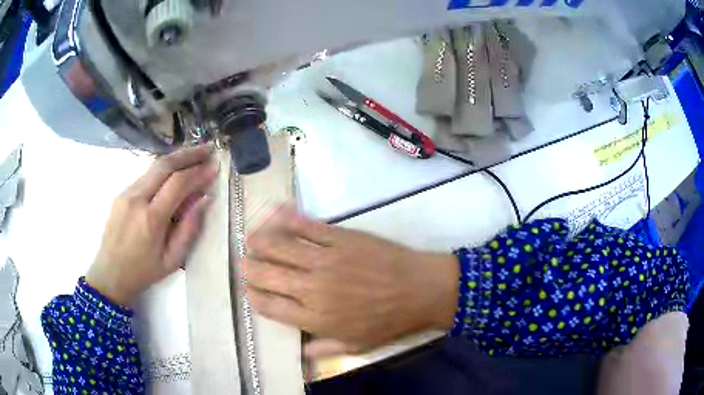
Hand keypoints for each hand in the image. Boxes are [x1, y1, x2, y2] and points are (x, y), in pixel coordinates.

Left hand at [86, 145, 217, 306]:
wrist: (110, 274)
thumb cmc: (144, 272)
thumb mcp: (173, 260)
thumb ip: (189, 228)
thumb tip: (205, 199)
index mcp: (151, 219)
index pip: (178, 183)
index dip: (198, 172)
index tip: (214, 166)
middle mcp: (137, 199)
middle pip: (165, 165)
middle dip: (189, 154)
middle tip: (208, 149)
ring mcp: (126, 193)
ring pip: (154, 166)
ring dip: (176, 157)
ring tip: (194, 155)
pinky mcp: (122, 193)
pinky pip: (146, 175)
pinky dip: (163, 168)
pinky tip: (174, 170)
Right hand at [245, 206, 459, 358]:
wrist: (420, 290)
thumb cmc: (389, 321)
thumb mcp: (357, 346)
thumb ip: (324, 349)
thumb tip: (300, 353)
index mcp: (316, 317)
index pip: (272, 306)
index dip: (255, 297)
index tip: (248, 290)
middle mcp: (313, 288)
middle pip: (270, 275)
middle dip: (250, 269)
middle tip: (243, 263)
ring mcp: (326, 259)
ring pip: (282, 248)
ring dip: (261, 242)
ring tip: (250, 239)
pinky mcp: (340, 238)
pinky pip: (308, 227)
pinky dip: (289, 220)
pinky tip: (276, 214)